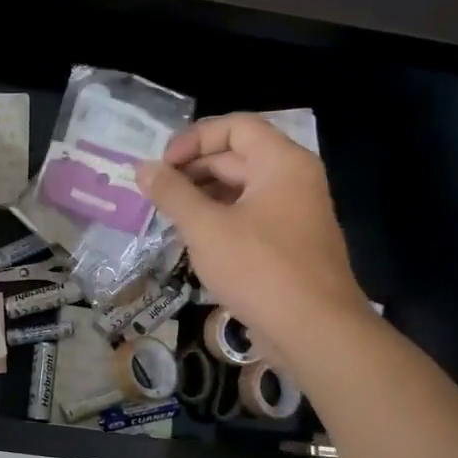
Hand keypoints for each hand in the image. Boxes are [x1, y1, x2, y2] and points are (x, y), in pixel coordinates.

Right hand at [138, 114, 369, 357]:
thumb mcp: (205, 228)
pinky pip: (248, 215)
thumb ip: (172, 193)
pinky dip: (218, 218)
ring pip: (240, 189)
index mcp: (282, 163)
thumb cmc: (259, 268)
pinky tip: (192, 238)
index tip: (162, 166)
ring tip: (166, 215)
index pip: (235, 126)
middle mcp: (293, 180)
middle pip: (237, 156)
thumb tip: (142, 168)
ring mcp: (294, 212)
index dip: (194, 139)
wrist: (314, 330)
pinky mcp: (288, 243)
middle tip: (155, 193)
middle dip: (192, 170)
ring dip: (201, 196)